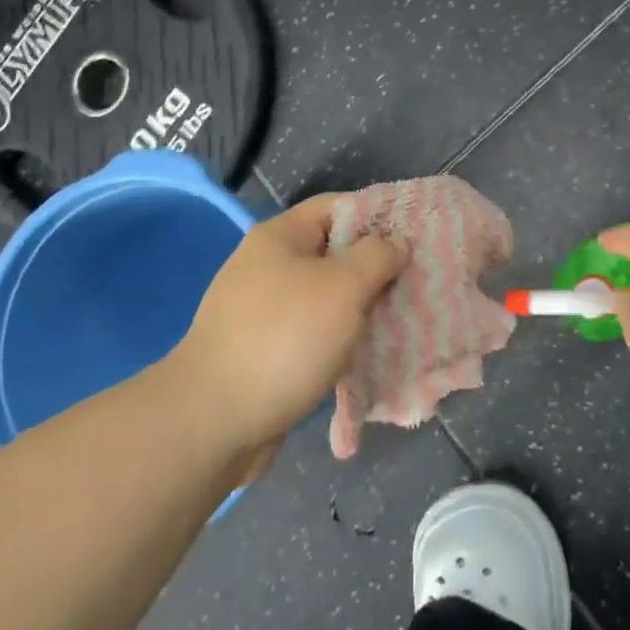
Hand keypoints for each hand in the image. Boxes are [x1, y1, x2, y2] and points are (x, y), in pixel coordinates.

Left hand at [172, 195, 406, 461]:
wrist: (212, 423)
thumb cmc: (284, 339)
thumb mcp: (343, 287)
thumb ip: (376, 256)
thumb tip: (394, 245)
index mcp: (282, 237)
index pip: (339, 207)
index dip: (380, 216)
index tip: (416, 239)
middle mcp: (270, 267)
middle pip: (336, 253)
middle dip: (377, 269)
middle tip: (417, 285)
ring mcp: (265, 312)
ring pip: (329, 298)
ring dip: (364, 310)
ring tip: (403, 322)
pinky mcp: (267, 352)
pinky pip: (316, 335)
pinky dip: (342, 342)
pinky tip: (370, 357)